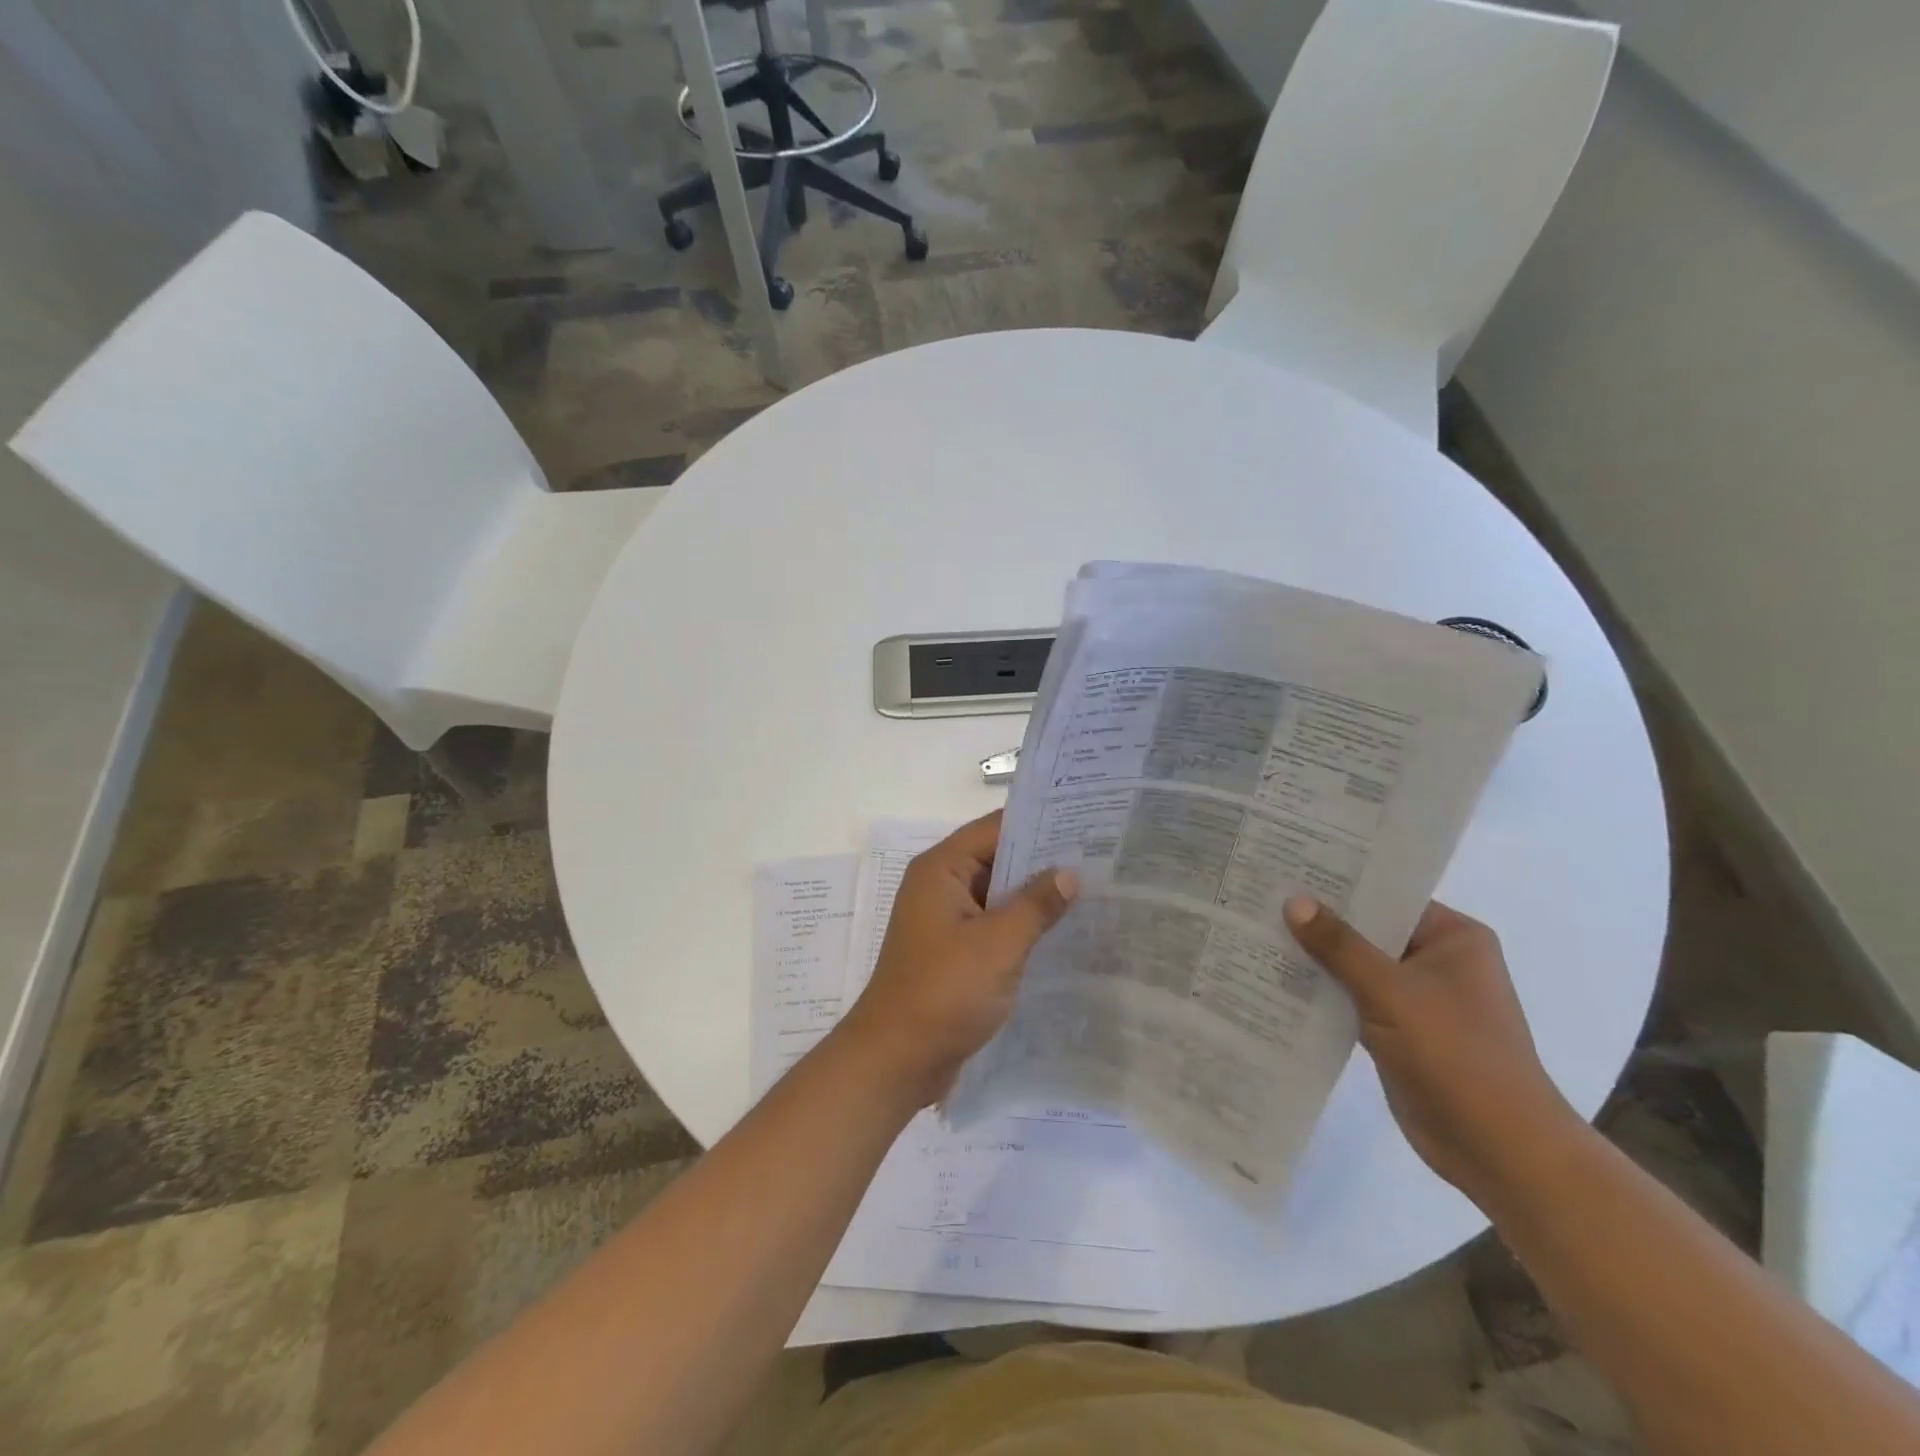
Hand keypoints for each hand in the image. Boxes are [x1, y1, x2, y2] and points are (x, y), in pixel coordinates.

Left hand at [839, 812, 1077, 1106]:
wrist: (897, 1060)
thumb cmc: (944, 992)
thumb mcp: (998, 945)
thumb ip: (1036, 905)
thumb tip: (1069, 873)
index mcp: (941, 869)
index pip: (996, 829)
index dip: (1039, 823)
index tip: (1086, 821)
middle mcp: (941, 886)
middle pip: (997, 858)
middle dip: (1044, 859)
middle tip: (1100, 855)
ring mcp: (947, 920)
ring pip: (998, 894)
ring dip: (1035, 894)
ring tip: (1093, 888)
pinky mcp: (955, 951)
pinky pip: (994, 924)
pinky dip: (1023, 924)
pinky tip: (1064, 930)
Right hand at [1283, 897, 1581, 1199]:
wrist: (1499, 1151)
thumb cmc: (1457, 1056)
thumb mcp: (1391, 992)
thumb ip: (1340, 946)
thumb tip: (1294, 901)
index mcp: (1452, 938)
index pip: (1388, 894)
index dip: (1339, 882)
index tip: (1287, 866)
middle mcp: (1436, 960)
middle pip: (1368, 929)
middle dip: (1319, 920)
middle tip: (1261, 895)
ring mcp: (1417, 998)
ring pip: (1355, 966)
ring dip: (1315, 958)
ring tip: (1255, 930)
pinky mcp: (1397, 1031)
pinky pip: (1352, 998)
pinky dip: (1322, 992)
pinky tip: (1274, 979)